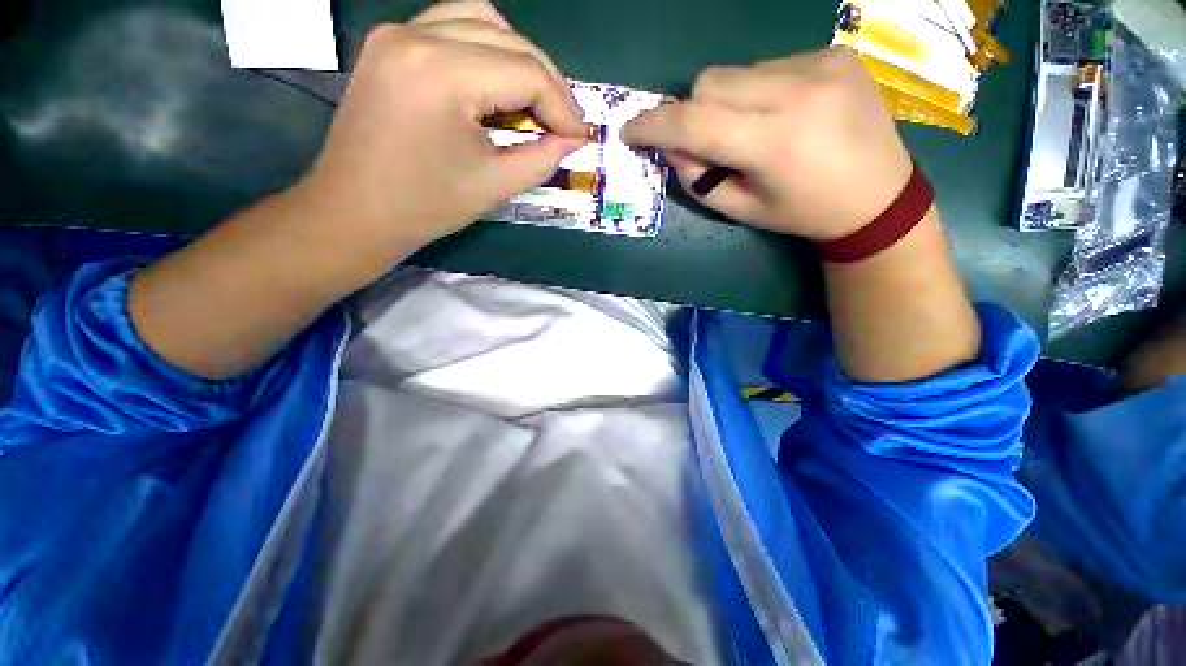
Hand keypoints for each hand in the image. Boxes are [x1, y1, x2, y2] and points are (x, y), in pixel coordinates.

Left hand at [297, 0, 586, 268]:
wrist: (355, 212)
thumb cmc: (426, 207)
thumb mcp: (495, 186)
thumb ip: (542, 157)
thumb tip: (574, 139)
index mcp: (441, 74)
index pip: (526, 72)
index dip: (562, 107)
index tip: (580, 137)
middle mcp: (416, 35)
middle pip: (508, 40)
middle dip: (547, 82)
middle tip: (564, 123)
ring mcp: (397, 33)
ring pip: (481, 19)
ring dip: (519, 57)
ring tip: (535, 100)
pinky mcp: (389, 43)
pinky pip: (451, 25)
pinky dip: (485, 47)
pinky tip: (497, 81)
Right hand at [623, 47, 911, 240]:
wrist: (879, 197)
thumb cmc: (803, 214)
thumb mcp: (742, 210)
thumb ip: (698, 179)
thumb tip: (670, 147)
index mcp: (774, 143)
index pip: (693, 122)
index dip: (654, 125)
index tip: (631, 132)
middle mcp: (798, 92)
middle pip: (709, 83)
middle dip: (693, 113)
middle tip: (707, 142)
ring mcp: (820, 64)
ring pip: (736, 72)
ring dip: (726, 102)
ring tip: (752, 130)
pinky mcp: (833, 53)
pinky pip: (768, 66)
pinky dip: (758, 91)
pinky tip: (783, 113)